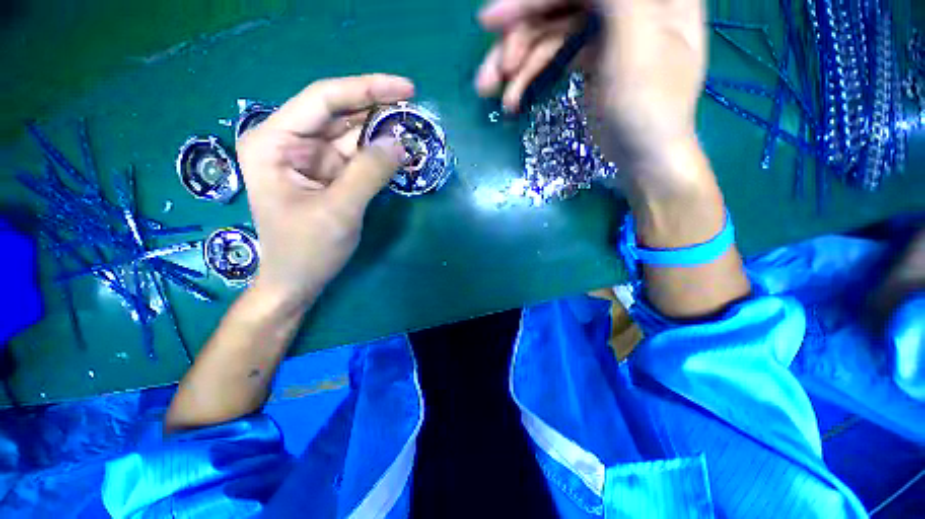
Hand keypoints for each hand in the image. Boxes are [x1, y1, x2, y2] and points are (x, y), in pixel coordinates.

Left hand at [236, 75, 413, 309]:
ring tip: (413, 129)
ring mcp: (310, 158)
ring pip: (351, 134)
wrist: (297, 281)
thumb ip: (369, 173)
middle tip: (415, 110)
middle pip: (339, 113)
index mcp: (274, 141)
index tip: (406, 88)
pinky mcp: (328, 174)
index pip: (323, 100)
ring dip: (381, 132)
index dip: (366, 89)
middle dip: (377, 110)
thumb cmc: (306, 250)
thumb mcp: (339, 211)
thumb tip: (400, 144)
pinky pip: (357, 156)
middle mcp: (289, 142)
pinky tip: (399, 151)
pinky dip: (379, 154)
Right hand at [477, 0, 707, 183]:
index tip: (491, 22)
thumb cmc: (648, 109)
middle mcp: (624, 4)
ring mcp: (604, 29)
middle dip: (517, 39)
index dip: (533, 1)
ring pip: (547, 32)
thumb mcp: (636, 48)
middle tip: (489, 74)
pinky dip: (527, 77)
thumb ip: (615, 0)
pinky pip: (550, 56)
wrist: (641, 158)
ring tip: (490, 92)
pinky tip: (512, 101)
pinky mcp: (587, 57)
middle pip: (557, 6)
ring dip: (516, 64)